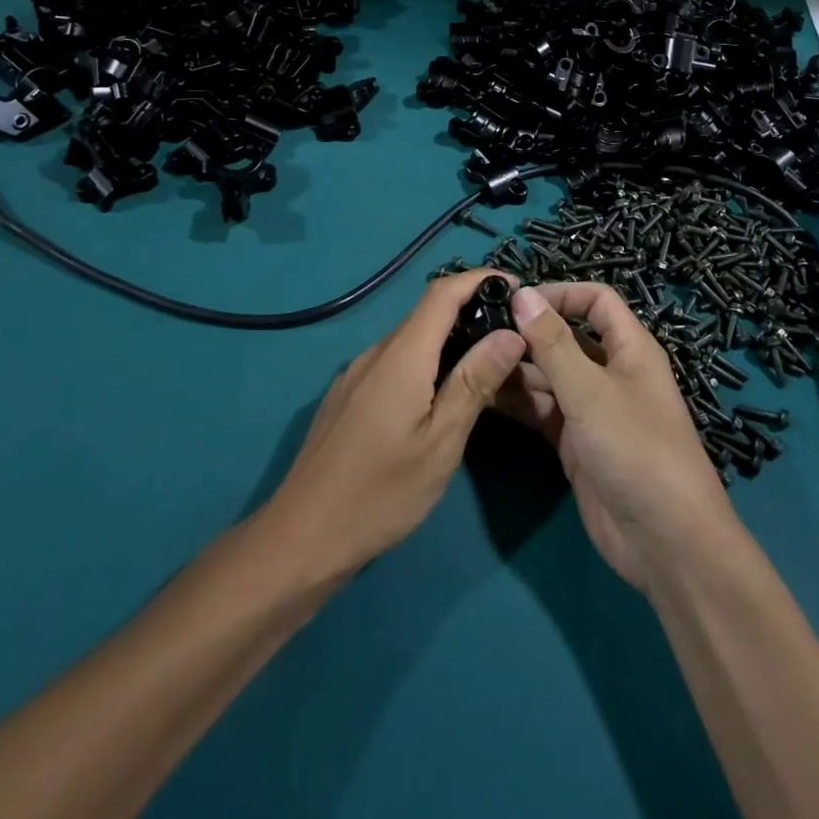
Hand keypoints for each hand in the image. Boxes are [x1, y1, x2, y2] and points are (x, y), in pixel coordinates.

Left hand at [261, 270, 525, 580]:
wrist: (301, 538)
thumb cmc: (380, 494)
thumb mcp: (440, 442)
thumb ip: (474, 382)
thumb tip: (510, 333)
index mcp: (401, 356)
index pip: (443, 293)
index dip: (480, 279)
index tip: (518, 287)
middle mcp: (375, 354)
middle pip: (427, 314)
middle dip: (472, 311)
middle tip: (513, 336)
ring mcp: (356, 375)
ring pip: (410, 341)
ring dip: (449, 341)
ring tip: (486, 366)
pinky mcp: (348, 396)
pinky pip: (394, 363)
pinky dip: (426, 363)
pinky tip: (440, 396)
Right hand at [498, 282, 740, 589]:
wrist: (664, 541)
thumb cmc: (635, 449)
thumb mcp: (590, 391)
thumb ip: (553, 343)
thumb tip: (522, 294)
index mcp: (629, 349)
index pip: (596, 301)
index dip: (560, 293)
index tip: (515, 299)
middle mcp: (610, 373)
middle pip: (566, 338)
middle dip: (528, 333)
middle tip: (478, 331)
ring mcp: (592, 410)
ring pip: (549, 376)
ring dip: (517, 368)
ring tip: (472, 360)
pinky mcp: (576, 443)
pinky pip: (543, 410)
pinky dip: (517, 402)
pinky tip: (482, 395)